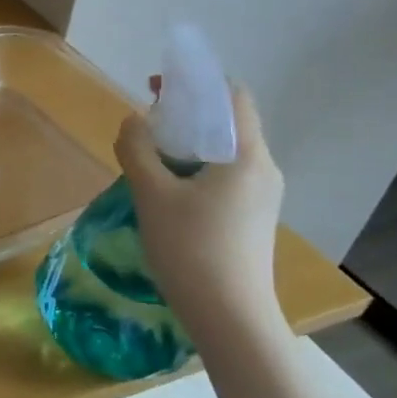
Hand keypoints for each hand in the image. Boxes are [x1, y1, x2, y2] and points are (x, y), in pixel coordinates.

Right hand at [114, 81, 285, 345]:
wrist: (228, 315)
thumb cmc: (190, 248)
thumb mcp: (152, 194)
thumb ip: (138, 151)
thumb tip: (133, 122)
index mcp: (247, 156)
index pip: (232, 98)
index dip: (197, 83)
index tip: (158, 86)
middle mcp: (264, 170)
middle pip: (228, 124)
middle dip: (186, 113)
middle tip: (146, 120)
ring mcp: (262, 197)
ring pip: (224, 153)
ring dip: (187, 143)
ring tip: (148, 154)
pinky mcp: (252, 219)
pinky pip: (224, 177)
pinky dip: (195, 168)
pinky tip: (165, 188)